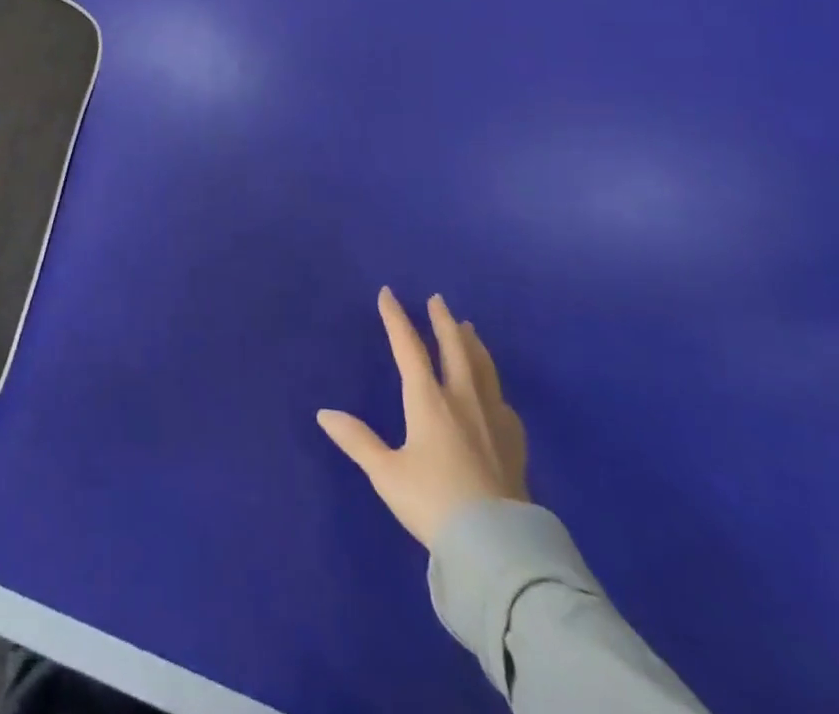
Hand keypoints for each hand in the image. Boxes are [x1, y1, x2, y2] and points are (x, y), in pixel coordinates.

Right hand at [318, 288, 528, 547]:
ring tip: (468, 328)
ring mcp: (493, 421)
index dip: (396, 319)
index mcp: (428, 401)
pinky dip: (494, 386)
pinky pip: (503, 403)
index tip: (388, 293)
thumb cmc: (433, 503)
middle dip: (442, 321)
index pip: (409, 348)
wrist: (496, 546)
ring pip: (483, 369)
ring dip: (472, 344)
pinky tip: (495, 393)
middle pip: (454, 349)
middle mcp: (462, 400)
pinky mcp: (514, 445)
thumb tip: (324, 413)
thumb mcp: (386, 474)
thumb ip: (357, 440)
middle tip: (437, 299)